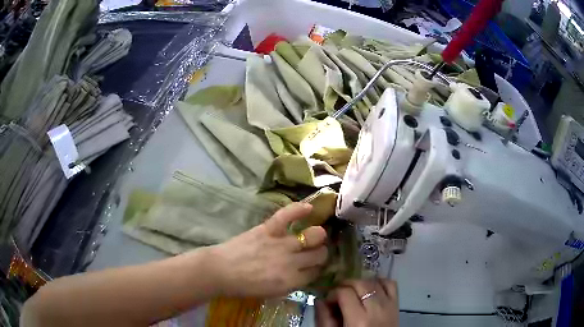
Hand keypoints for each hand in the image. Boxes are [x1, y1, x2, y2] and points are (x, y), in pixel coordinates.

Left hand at [210, 203, 327, 297]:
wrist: (220, 271)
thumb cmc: (243, 286)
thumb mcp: (272, 293)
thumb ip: (291, 284)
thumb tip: (303, 274)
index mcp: (291, 281)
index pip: (316, 273)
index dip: (316, 269)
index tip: (314, 267)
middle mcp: (292, 262)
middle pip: (320, 254)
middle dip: (320, 254)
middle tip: (313, 252)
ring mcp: (281, 244)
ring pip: (314, 236)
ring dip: (318, 236)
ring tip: (314, 235)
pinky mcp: (268, 229)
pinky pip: (287, 216)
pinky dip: (299, 209)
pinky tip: (309, 207)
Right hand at [316, 279, 398, 326]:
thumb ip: (324, 319)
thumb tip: (320, 300)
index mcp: (359, 320)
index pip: (345, 293)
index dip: (333, 293)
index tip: (328, 301)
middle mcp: (377, 309)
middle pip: (360, 283)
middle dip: (345, 285)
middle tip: (337, 294)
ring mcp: (389, 305)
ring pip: (374, 281)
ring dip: (360, 283)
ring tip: (352, 292)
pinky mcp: (396, 304)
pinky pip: (390, 284)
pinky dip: (379, 282)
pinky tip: (370, 289)